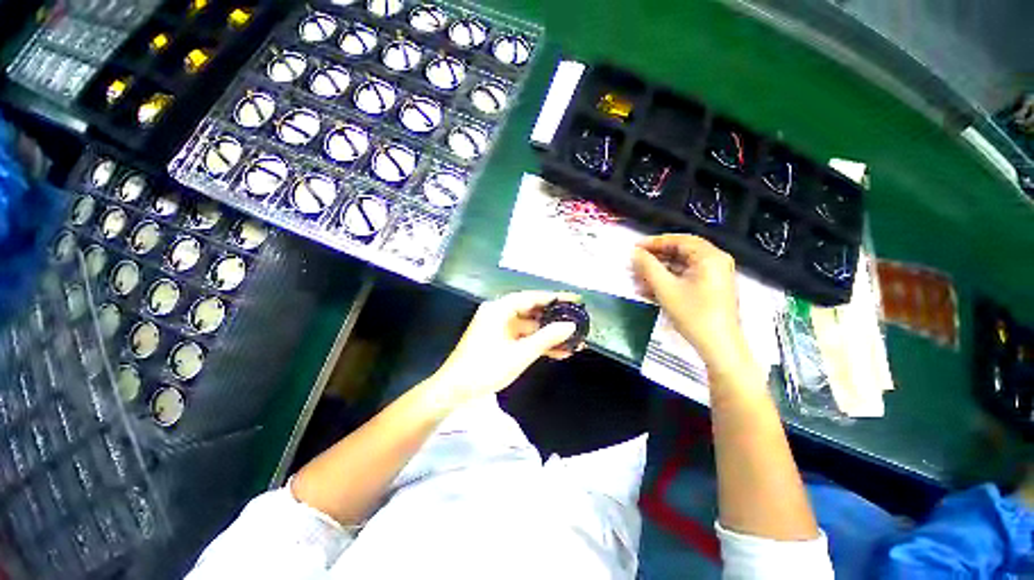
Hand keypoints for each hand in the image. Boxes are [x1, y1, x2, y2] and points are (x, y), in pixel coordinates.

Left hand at [429, 291, 580, 407]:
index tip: (575, 300)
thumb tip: (570, 326)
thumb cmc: (485, 368)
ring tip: (574, 341)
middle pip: (532, 311)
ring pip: (529, 327)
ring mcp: (498, 328)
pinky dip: (537, 344)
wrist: (455, 390)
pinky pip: (522, 338)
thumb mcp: (520, 353)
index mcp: (499, 309)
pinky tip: (557, 352)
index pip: (533, 297)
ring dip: (548, 335)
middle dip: (555, 320)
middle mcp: (499, 313)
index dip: (556, 298)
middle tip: (577, 322)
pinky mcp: (499, 341)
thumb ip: (547, 338)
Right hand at [632, 235, 746, 371]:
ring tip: (637, 279)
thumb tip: (635, 252)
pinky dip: (668, 281)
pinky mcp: (710, 289)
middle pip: (680, 252)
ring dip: (658, 272)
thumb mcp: (665, 288)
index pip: (679, 240)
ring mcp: (714, 276)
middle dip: (655, 259)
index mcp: (710, 257)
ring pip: (680, 266)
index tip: (635, 248)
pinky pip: (685, 278)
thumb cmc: (693, 314)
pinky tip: (649, 290)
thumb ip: (648, 266)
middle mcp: (715, 262)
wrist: (718, 346)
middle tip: (635, 264)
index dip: (654, 242)